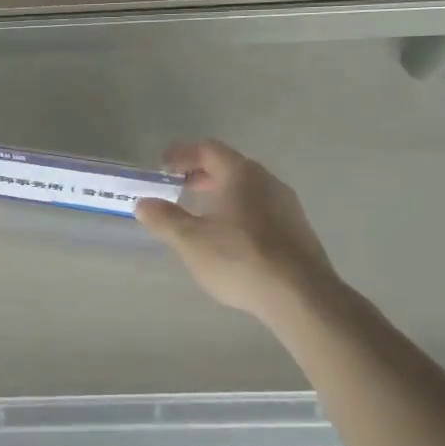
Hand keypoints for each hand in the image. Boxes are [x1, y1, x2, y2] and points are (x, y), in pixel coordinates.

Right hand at [135, 140, 341, 322]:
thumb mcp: (191, 240)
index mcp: (241, 174)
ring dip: (222, 193)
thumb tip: (144, 203)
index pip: (208, 149)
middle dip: (202, 174)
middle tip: (179, 187)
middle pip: (230, 166)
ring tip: (203, 213)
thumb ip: (165, 219)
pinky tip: (232, 237)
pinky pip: (262, 209)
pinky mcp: (298, 230)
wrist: (301, 296)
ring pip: (248, 188)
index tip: (163, 165)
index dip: (182, 154)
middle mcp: (267, 181)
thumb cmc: (240, 258)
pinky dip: (240, 211)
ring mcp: (287, 205)